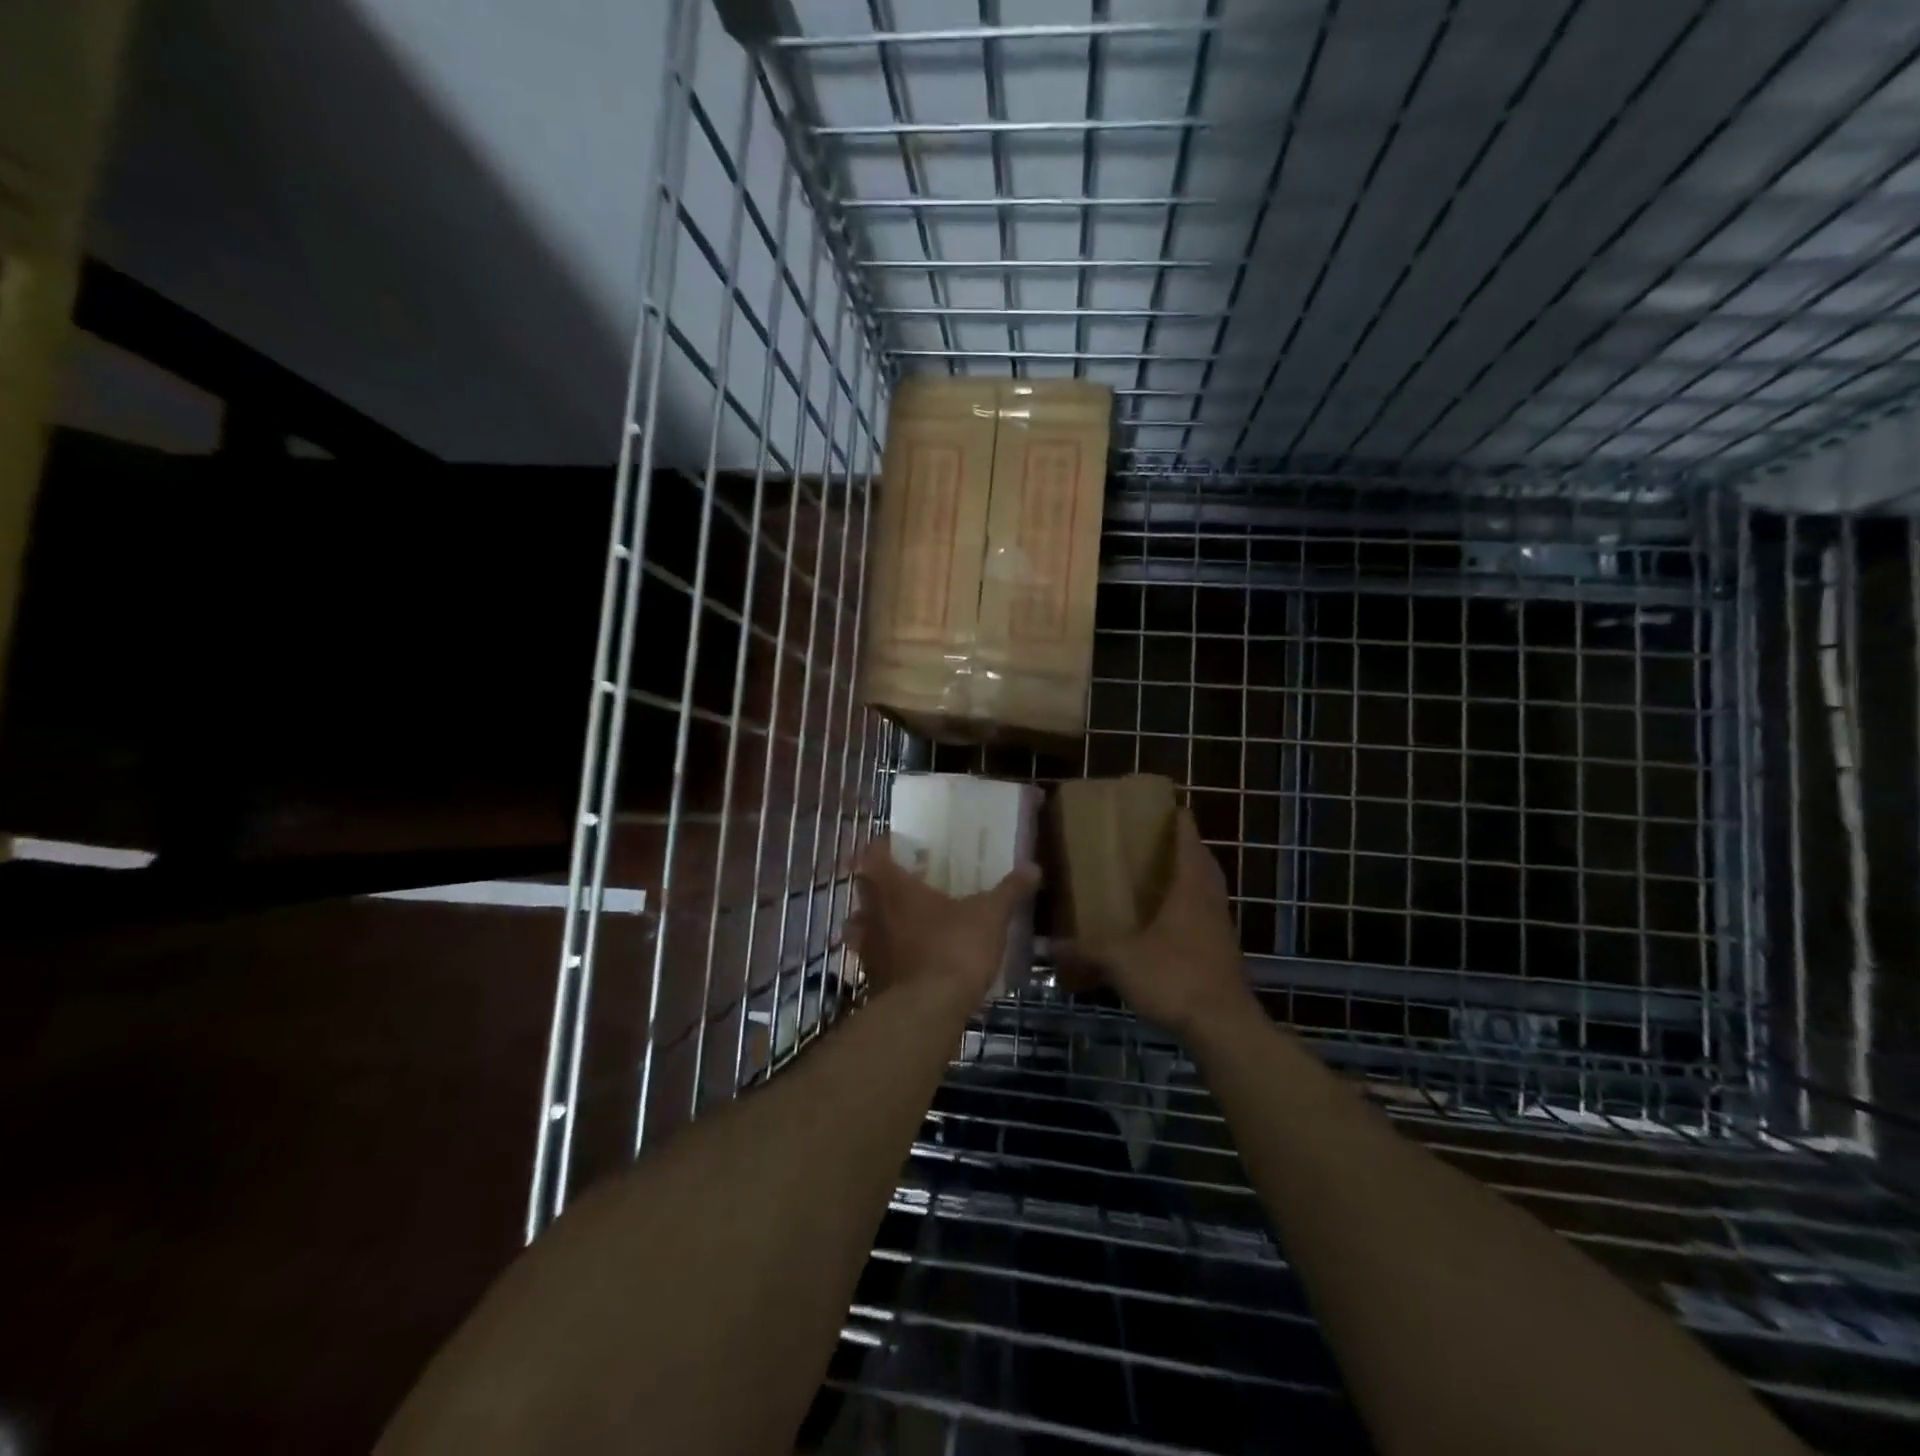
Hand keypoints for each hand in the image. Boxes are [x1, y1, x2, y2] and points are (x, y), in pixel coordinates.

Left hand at [847, 837, 1039, 1005]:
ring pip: (860, 925)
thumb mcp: (990, 916)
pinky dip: (884, 955)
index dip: (880, 847)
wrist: (928, 1011)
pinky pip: (872, 958)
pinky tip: (906, 960)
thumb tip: (1033, 867)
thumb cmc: (955, 948)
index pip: (872, 855)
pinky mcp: (872, 979)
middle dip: (878, 883)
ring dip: (873, 920)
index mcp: (895, 888)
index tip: (895, 846)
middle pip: (863, 888)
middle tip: (904, 881)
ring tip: (898, 921)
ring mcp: (868, 948)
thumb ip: (1009, 890)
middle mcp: (873, 913)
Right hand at [1059, 810, 1258, 1037]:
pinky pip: (1205, 916)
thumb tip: (1050, 947)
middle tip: (1152, 842)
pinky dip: (1188, 909)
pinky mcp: (1222, 952)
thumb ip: (1085, 951)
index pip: (1189, 838)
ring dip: (1188, 878)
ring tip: (1155, 878)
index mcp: (1190, 887)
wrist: (1223, 1027)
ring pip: (1207, 889)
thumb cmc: (1174, 977)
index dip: (1178, 819)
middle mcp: (1210, 899)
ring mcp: (1221, 927)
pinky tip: (1164, 924)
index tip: (1163, 806)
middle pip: (1202, 861)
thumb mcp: (1120, 961)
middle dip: (1182, 847)